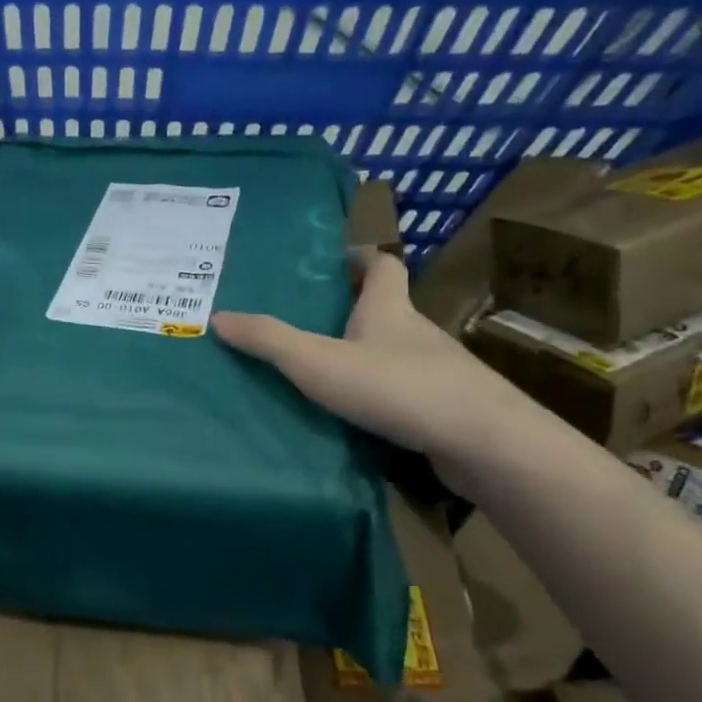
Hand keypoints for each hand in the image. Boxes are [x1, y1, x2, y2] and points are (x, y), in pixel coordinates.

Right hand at [212, 249, 523, 484]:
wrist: (482, 442)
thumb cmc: (396, 386)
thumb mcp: (317, 361)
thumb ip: (268, 340)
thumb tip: (218, 316)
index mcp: (388, 308)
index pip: (382, 265)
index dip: (359, 258)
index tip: (332, 262)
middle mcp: (415, 332)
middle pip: (385, 308)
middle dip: (350, 309)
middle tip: (306, 320)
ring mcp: (435, 371)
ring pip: (392, 352)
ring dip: (362, 353)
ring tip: (319, 370)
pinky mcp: (443, 407)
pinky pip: (402, 389)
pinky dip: (378, 392)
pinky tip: (353, 414)